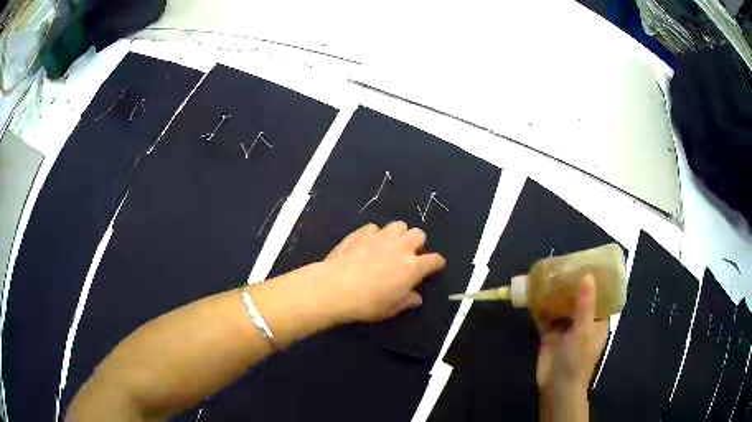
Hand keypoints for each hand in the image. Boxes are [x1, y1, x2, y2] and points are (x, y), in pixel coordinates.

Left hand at [319, 221, 445, 322]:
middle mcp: (401, 247)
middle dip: (417, 244)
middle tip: (408, 256)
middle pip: (419, 234)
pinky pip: (375, 228)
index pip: (435, 259)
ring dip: (398, 235)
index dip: (436, 264)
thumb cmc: (367, 303)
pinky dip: (375, 235)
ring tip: (390, 246)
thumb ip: (407, 300)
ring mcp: (381, 236)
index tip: (434, 268)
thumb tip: (416, 298)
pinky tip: (367, 245)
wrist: (335, 287)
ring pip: (399, 225)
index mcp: (413, 267)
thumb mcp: (391, 308)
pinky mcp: (362, 232)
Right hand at [536, 275, 608, 394]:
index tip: (589, 263)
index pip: (600, 296)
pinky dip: (541, 307)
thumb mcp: (584, 331)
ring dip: (556, 294)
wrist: (556, 387)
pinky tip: (535, 294)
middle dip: (572, 284)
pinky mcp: (550, 334)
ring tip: (550, 274)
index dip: (596, 281)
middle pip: (579, 298)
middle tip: (565, 265)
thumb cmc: (577, 360)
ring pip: (562, 306)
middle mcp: (583, 321)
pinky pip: (546, 317)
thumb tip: (588, 275)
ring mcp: (566, 328)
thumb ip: (585, 304)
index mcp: (597, 321)